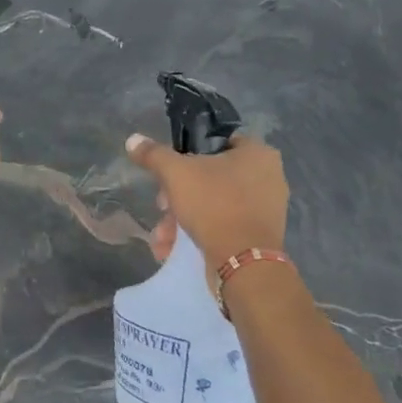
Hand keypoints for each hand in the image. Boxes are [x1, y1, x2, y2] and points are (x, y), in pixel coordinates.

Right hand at [127, 132, 288, 279]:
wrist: (243, 263)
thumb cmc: (214, 204)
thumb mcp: (176, 173)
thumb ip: (153, 154)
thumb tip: (133, 140)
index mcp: (258, 154)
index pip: (217, 142)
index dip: (187, 154)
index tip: (168, 172)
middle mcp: (268, 177)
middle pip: (209, 177)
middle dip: (178, 196)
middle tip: (162, 207)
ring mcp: (266, 209)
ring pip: (213, 204)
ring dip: (182, 219)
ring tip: (163, 237)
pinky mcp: (259, 236)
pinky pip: (223, 225)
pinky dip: (199, 233)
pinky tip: (173, 249)